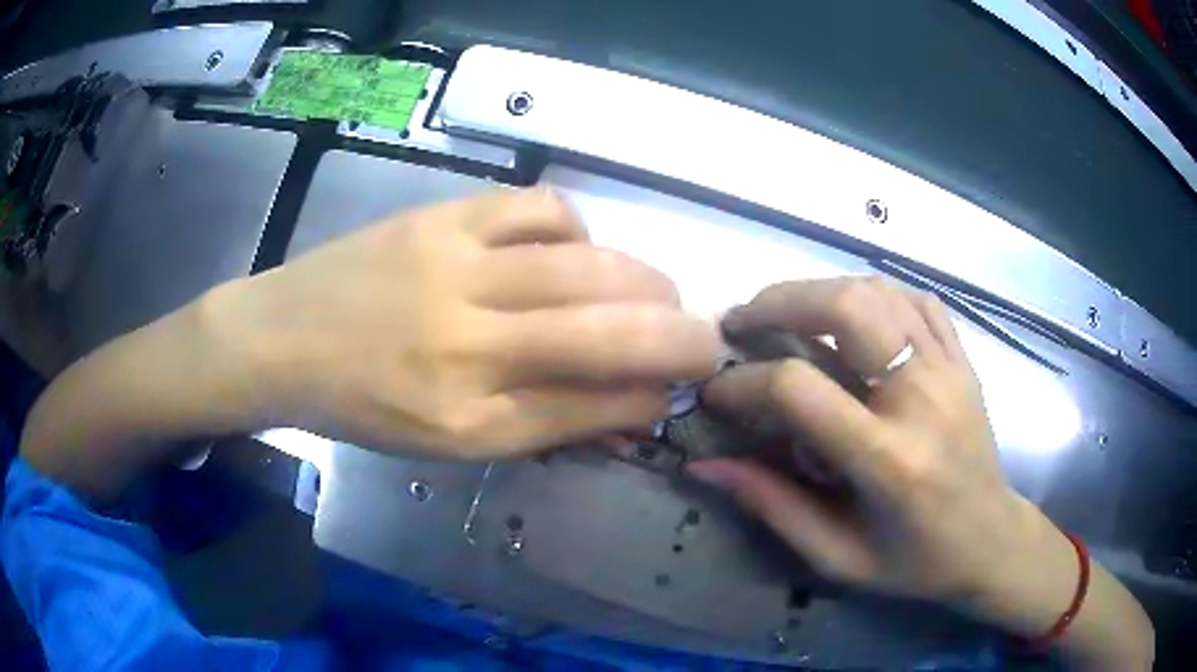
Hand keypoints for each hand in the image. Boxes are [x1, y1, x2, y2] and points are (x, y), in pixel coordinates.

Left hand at [215, 188, 719, 458]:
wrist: (281, 338)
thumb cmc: (360, 405)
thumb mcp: (444, 442)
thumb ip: (539, 426)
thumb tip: (625, 408)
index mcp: (467, 422)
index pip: (594, 408)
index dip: (654, 397)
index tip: (681, 390)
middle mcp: (469, 348)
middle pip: (611, 333)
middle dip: (684, 338)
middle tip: (703, 340)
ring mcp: (455, 269)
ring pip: (590, 265)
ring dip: (647, 282)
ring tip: (654, 294)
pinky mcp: (443, 218)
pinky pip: (541, 209)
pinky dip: (579, 229)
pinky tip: (573, 249)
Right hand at [687, 279, 1157, 670]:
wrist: (991, 541)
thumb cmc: (915, 562)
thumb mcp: (838, 557)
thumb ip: (773, 506)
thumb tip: (708, 465)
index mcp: (890, 461)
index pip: (800, 389)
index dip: (744, 382)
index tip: (716, 391)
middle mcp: (923, 399)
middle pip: (847, 308)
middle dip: (781, 302)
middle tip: (742, 322)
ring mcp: (950, 370)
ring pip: (879, 291)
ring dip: (821, 291)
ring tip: (786, 315)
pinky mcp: (963, 359)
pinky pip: (917, 300)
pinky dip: (874, 294)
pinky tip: (852, 316)